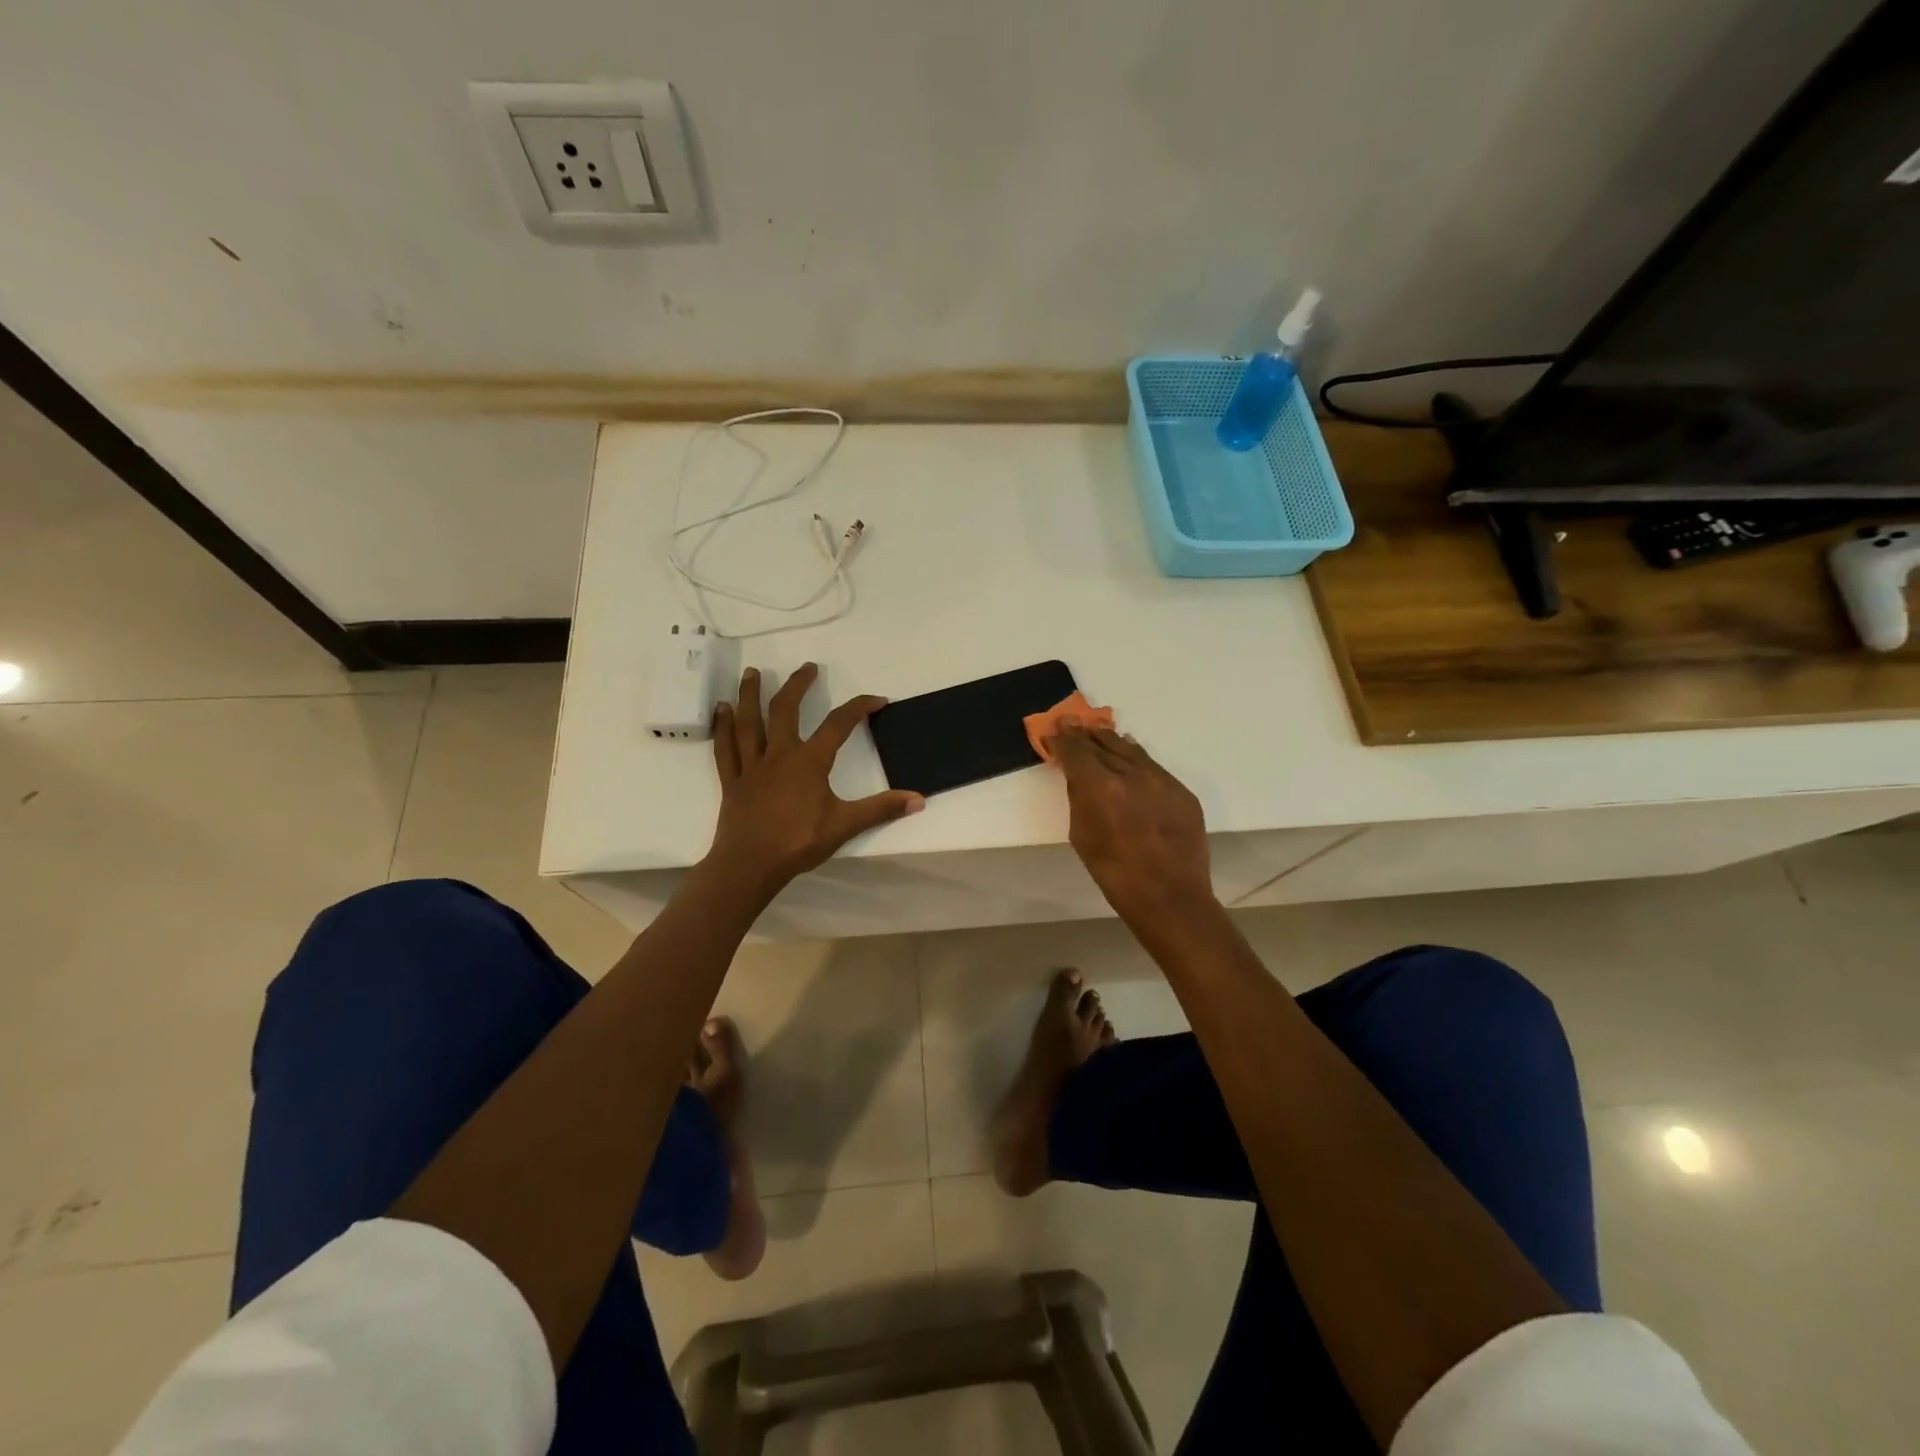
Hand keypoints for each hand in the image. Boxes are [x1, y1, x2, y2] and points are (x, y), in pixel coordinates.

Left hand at [707, 663, 923, 895]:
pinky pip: (724, 747)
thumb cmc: (798, 843)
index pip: (838, 724)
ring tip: (753, 671)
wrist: (750, 865)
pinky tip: (720, 708)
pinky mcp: (732, 780)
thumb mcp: (845, 825)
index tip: (876, 699)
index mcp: (809, 761)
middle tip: (807, 667)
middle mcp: (779, 754)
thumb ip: (881, 809)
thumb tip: (918, 799)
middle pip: (785, 709)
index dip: (859, 707)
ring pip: (749, 721)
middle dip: (797, 685)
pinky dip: (722, 726)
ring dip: (750, 694)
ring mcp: (751, 766)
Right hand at [1048, 725, 1213, 924]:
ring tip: (1098, 733)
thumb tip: (1078, 775)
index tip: (1053, 730)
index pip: (1076, 750)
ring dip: (1110, 740)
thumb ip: (1078, 798)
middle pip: (1102, 743)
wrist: (1170, 897)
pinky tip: (1129, 757)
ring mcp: (1161, 779)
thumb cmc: (1115, 874)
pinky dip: (1135, 758)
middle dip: (1083, 734)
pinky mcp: (1181, 790)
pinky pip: (1152, 766)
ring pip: (1130, 749)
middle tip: (1071, 722)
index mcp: (1100, 786)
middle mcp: (1131, 773)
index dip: (1062, 739)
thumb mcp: (1082, 835)